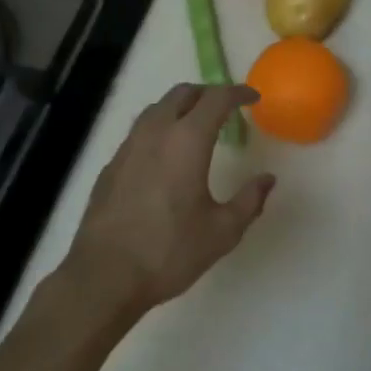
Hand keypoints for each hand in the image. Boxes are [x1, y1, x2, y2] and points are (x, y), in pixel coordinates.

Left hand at [63, 83, 274, 318]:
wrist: (103, 278)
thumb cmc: (168, 252)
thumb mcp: (222, 231)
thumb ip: (249, 201)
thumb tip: (267, 179)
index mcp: (188, 140)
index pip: (217, 98)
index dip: (238, 93)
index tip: (253, 98)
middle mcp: (156, 133)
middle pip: (183, 93)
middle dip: (208, 94)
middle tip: (226, 109)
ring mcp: (128, 147)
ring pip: (157, 108)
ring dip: (181, 107)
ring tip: (196, 126)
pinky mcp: (111, 166)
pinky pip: (140, 131)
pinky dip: (159, 129)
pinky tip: (165, 156)